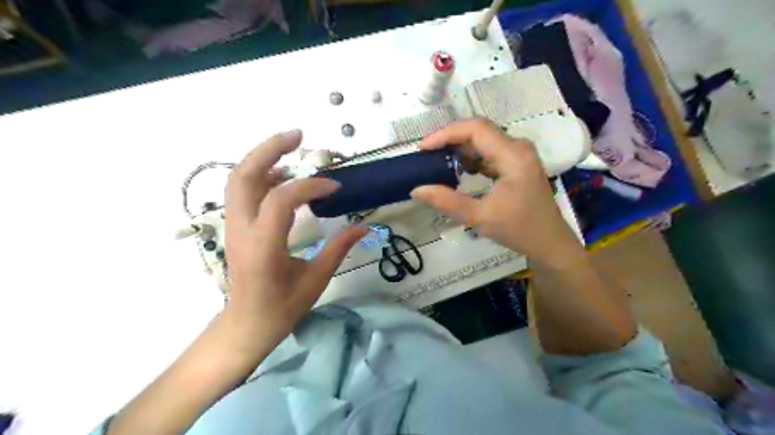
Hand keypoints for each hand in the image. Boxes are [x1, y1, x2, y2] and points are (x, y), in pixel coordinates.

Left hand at [225, 130, 369, 347]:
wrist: (246, 324)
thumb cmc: (282, 308)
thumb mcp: (315, 280)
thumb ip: (339, 248)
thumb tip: (364, 226)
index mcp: (262, 246)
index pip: (281, 199)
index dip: (310, 186)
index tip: (335, 187)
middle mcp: (241, 229)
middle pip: (243, 175)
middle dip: (269, 149)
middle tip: (298, 135)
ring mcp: (233, 226)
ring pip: (238, 178)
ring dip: (263, 157)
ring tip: (292, 147)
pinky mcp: (236, 226)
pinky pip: (243, 190)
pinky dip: (262, 174)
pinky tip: (284, 176)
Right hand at [412, 117, 581, 262]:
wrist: (549, 242)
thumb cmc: (519, 230)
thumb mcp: (480, 218)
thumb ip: (447, 201)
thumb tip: (417, 189)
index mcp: (513, 156)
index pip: (475, 129)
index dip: (446, 134)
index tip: (423, 148)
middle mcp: (518, 147)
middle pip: (479, 130)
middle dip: (450, 139)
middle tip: (427, 156)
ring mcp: (519, 154)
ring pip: (483, 140)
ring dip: (459, 149)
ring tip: (437, 163)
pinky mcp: (517, 162)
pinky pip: (490, 151)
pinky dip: (471, 158)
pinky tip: (458, 171)